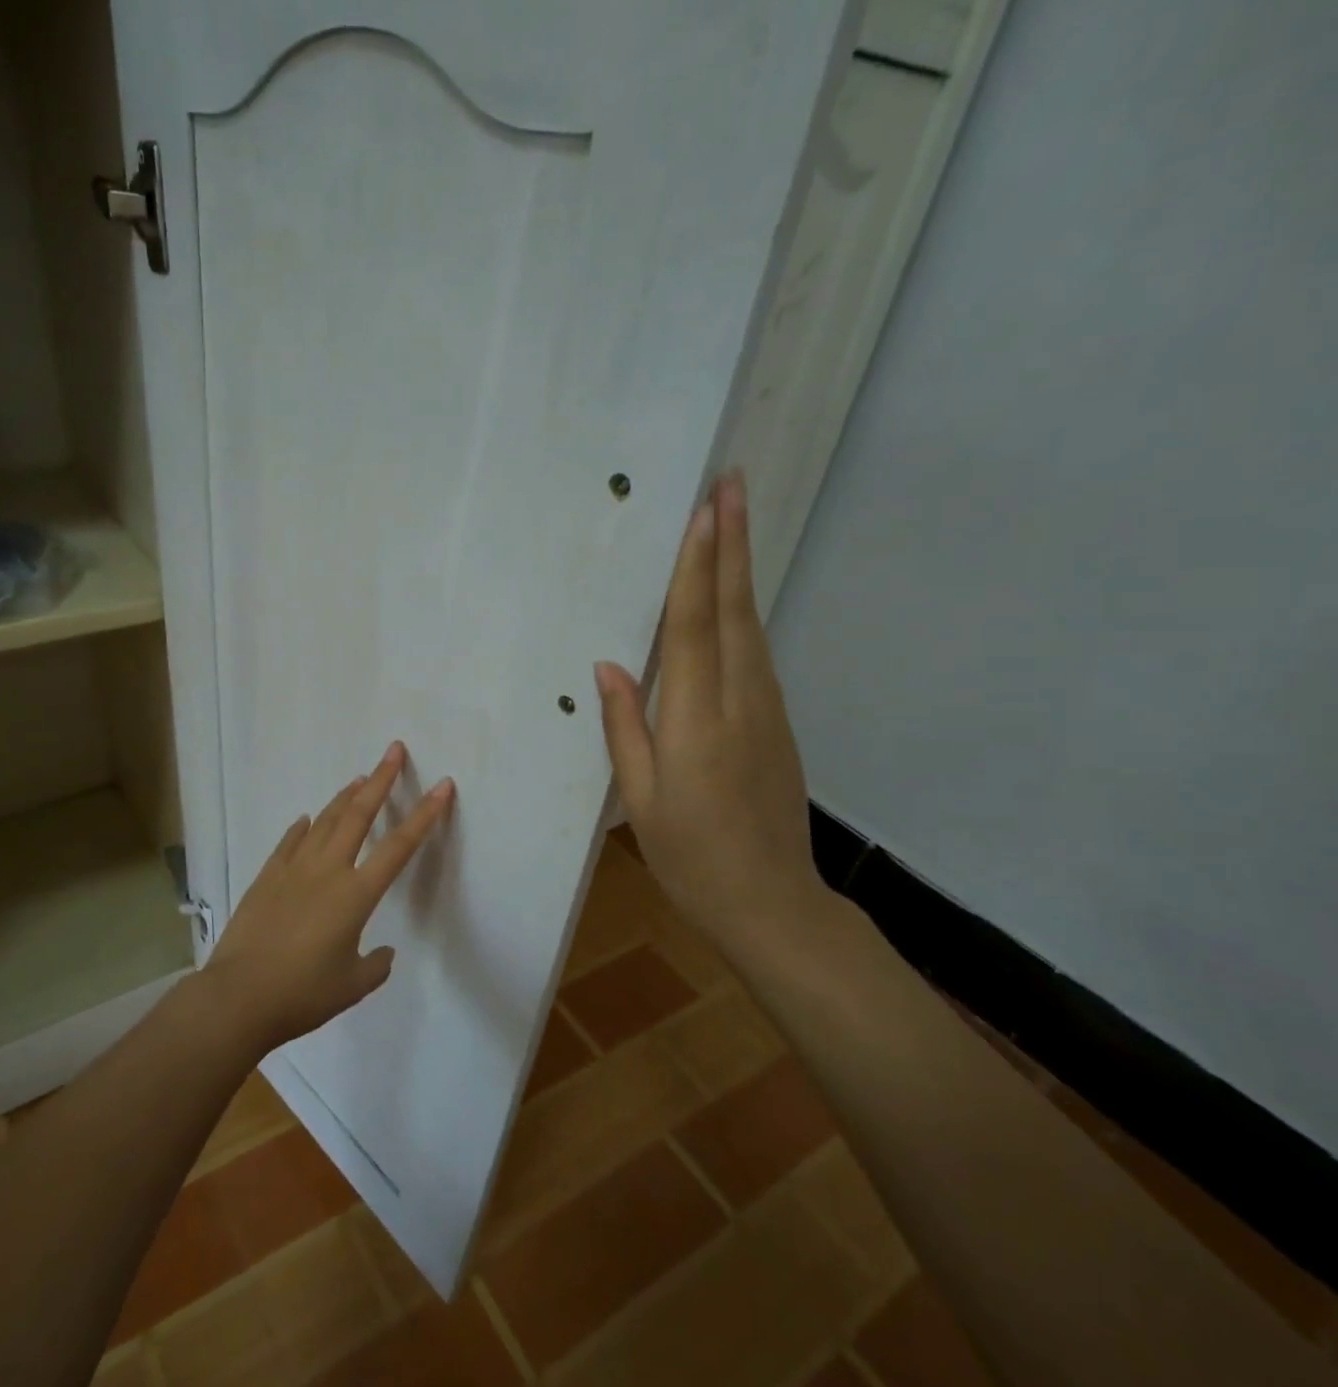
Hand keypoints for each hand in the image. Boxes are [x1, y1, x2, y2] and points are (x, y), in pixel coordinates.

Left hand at [203, 741, 454, 1054]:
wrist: (239, 996)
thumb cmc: (302, 994)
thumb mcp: (352, 986)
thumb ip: (375, 965)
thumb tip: (382, 952)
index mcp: (355, 894)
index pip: (399, 846)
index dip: (424, 814)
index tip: (441, 785)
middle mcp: (327, 871)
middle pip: (358, 814)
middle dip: (381, 780)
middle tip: (393, 750)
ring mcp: (293, 869)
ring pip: (325, 821)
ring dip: (344, 797)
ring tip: (359, 777)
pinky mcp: (267, 876)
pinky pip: (290, 842)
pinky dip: (303, 828)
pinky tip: (308, 819)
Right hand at [594, 471, 828, 946]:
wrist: (772, 904)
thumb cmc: (690, 857)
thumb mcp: (641, 798)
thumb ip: (625, 726)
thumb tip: (608, 666)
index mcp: (698, 721)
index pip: (696, 628)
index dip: (697, 567)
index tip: (703, 512)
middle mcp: (741, 702)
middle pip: (735, 610)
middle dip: (732, 543)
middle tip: (733, 483)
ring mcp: (768, 710)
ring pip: (752, 626)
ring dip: (740, 569)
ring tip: (731, 521)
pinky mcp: (778, 722)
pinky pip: (757, 654)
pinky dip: (743, 612)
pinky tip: (731, 596)